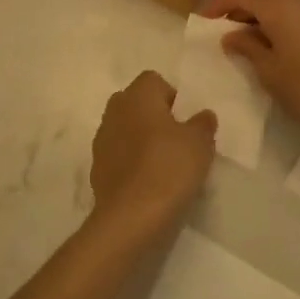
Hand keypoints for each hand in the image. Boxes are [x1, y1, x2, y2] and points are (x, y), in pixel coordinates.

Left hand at [90, 71, 214, 238]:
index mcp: (137, 96)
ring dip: (141, 140)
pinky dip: (131, 163)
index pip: (153, 80)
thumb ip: (203, 124)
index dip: (171, 97)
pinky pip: (118, 155)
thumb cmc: (168, 169)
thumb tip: (203, 115)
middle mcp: (114, 110)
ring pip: (126, 129)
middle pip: (136, 103)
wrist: (130, 218)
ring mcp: (101, 140)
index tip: (185, 121)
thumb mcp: (200, 144)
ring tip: (164, 165)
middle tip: (177, 141)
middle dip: (154, 117)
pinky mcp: (97, 168)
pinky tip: (148, 183)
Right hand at [200, 0, 299, 150]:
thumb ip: (246, 46)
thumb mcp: (268, 70)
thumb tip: (232, 35)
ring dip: (261, 13)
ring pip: (281, 0)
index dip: (217, 3)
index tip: (203, 21)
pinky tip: (277, 42)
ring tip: (249, 38)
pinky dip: (281, 19)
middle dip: (239, 7)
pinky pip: (298, 10)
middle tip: (223, 30)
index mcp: (278, 3)